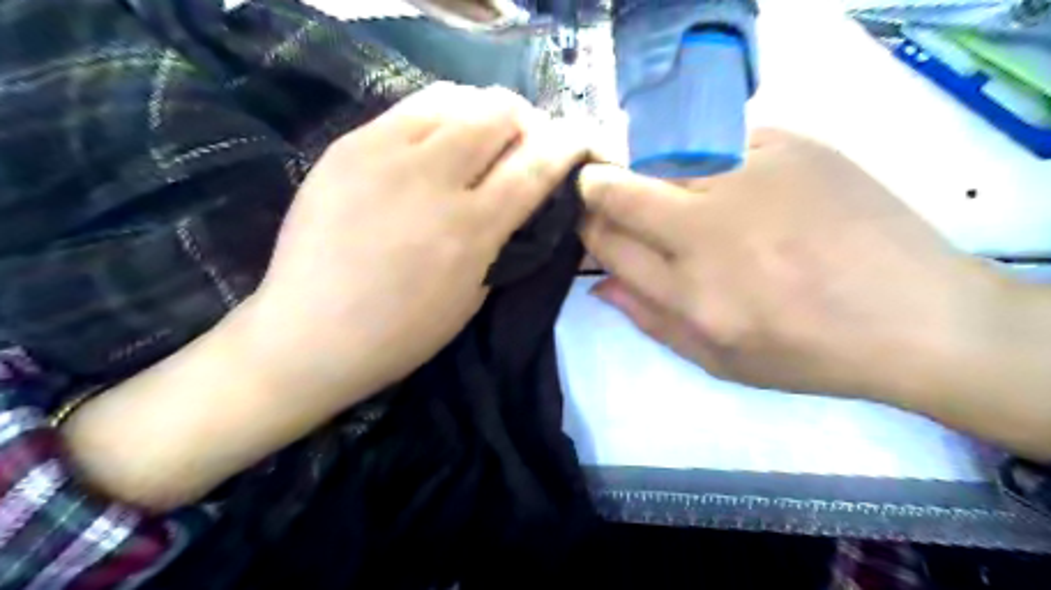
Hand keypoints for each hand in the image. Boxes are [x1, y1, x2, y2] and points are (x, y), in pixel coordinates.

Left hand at [249, 84, 586, 401]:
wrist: (309, 333)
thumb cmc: (401, 333)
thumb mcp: (472, 296)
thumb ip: (501, 240)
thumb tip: (518, 200)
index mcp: (469, 228)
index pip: (535, 165)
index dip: (566, 145)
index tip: (577, 141)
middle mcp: (431, 178)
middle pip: (499, 112)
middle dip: (525, 121)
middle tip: (523, 143)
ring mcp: (383, 154)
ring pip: (456, 97)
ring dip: (483, 112)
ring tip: (481, 137)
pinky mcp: (348, 145)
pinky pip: (410, 107)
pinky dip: (441, 115)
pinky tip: (437, 141)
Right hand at [578, 129, 1005, 400]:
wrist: (916, 316)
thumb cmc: (807, 352)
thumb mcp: (717, 360)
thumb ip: (649, 320)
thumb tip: (598, 282)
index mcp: (690, 293)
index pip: (606, 241)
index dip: (587, 227)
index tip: (590, 221)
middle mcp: (708, 231)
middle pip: (618, 189)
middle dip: (598, 189)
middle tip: (610, 194)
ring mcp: (749, 178)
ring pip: (661, 156)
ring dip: (654, 174)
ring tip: (688, 197)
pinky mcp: (789, 144)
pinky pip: (716, 140)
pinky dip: (710, 159)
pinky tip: (743, 186)